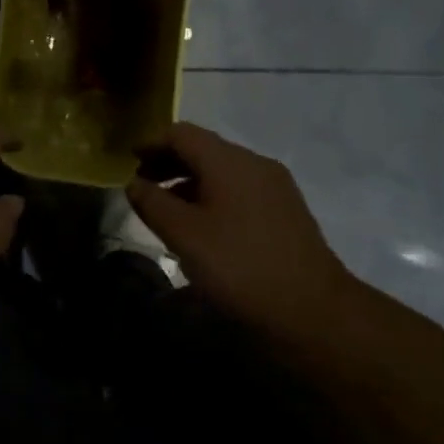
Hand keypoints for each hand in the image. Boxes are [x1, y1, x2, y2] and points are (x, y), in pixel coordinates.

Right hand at [126, 122, 350, 336]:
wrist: (314, 310)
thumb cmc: (240, 267)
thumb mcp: (184, 235)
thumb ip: (153, 203)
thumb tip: (134, 183)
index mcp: (229, 161)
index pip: (181, 133)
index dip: (151, 142)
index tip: (129, 160)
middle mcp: (254, 163)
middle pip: (203, 148)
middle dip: (169, 161)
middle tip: (142, 184)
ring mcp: (275, 186)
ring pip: (223, 170)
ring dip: (190, 180)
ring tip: (167, 208)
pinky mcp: (286, 211)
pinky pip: (240, 188)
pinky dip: (213, 194)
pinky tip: (203, 224)